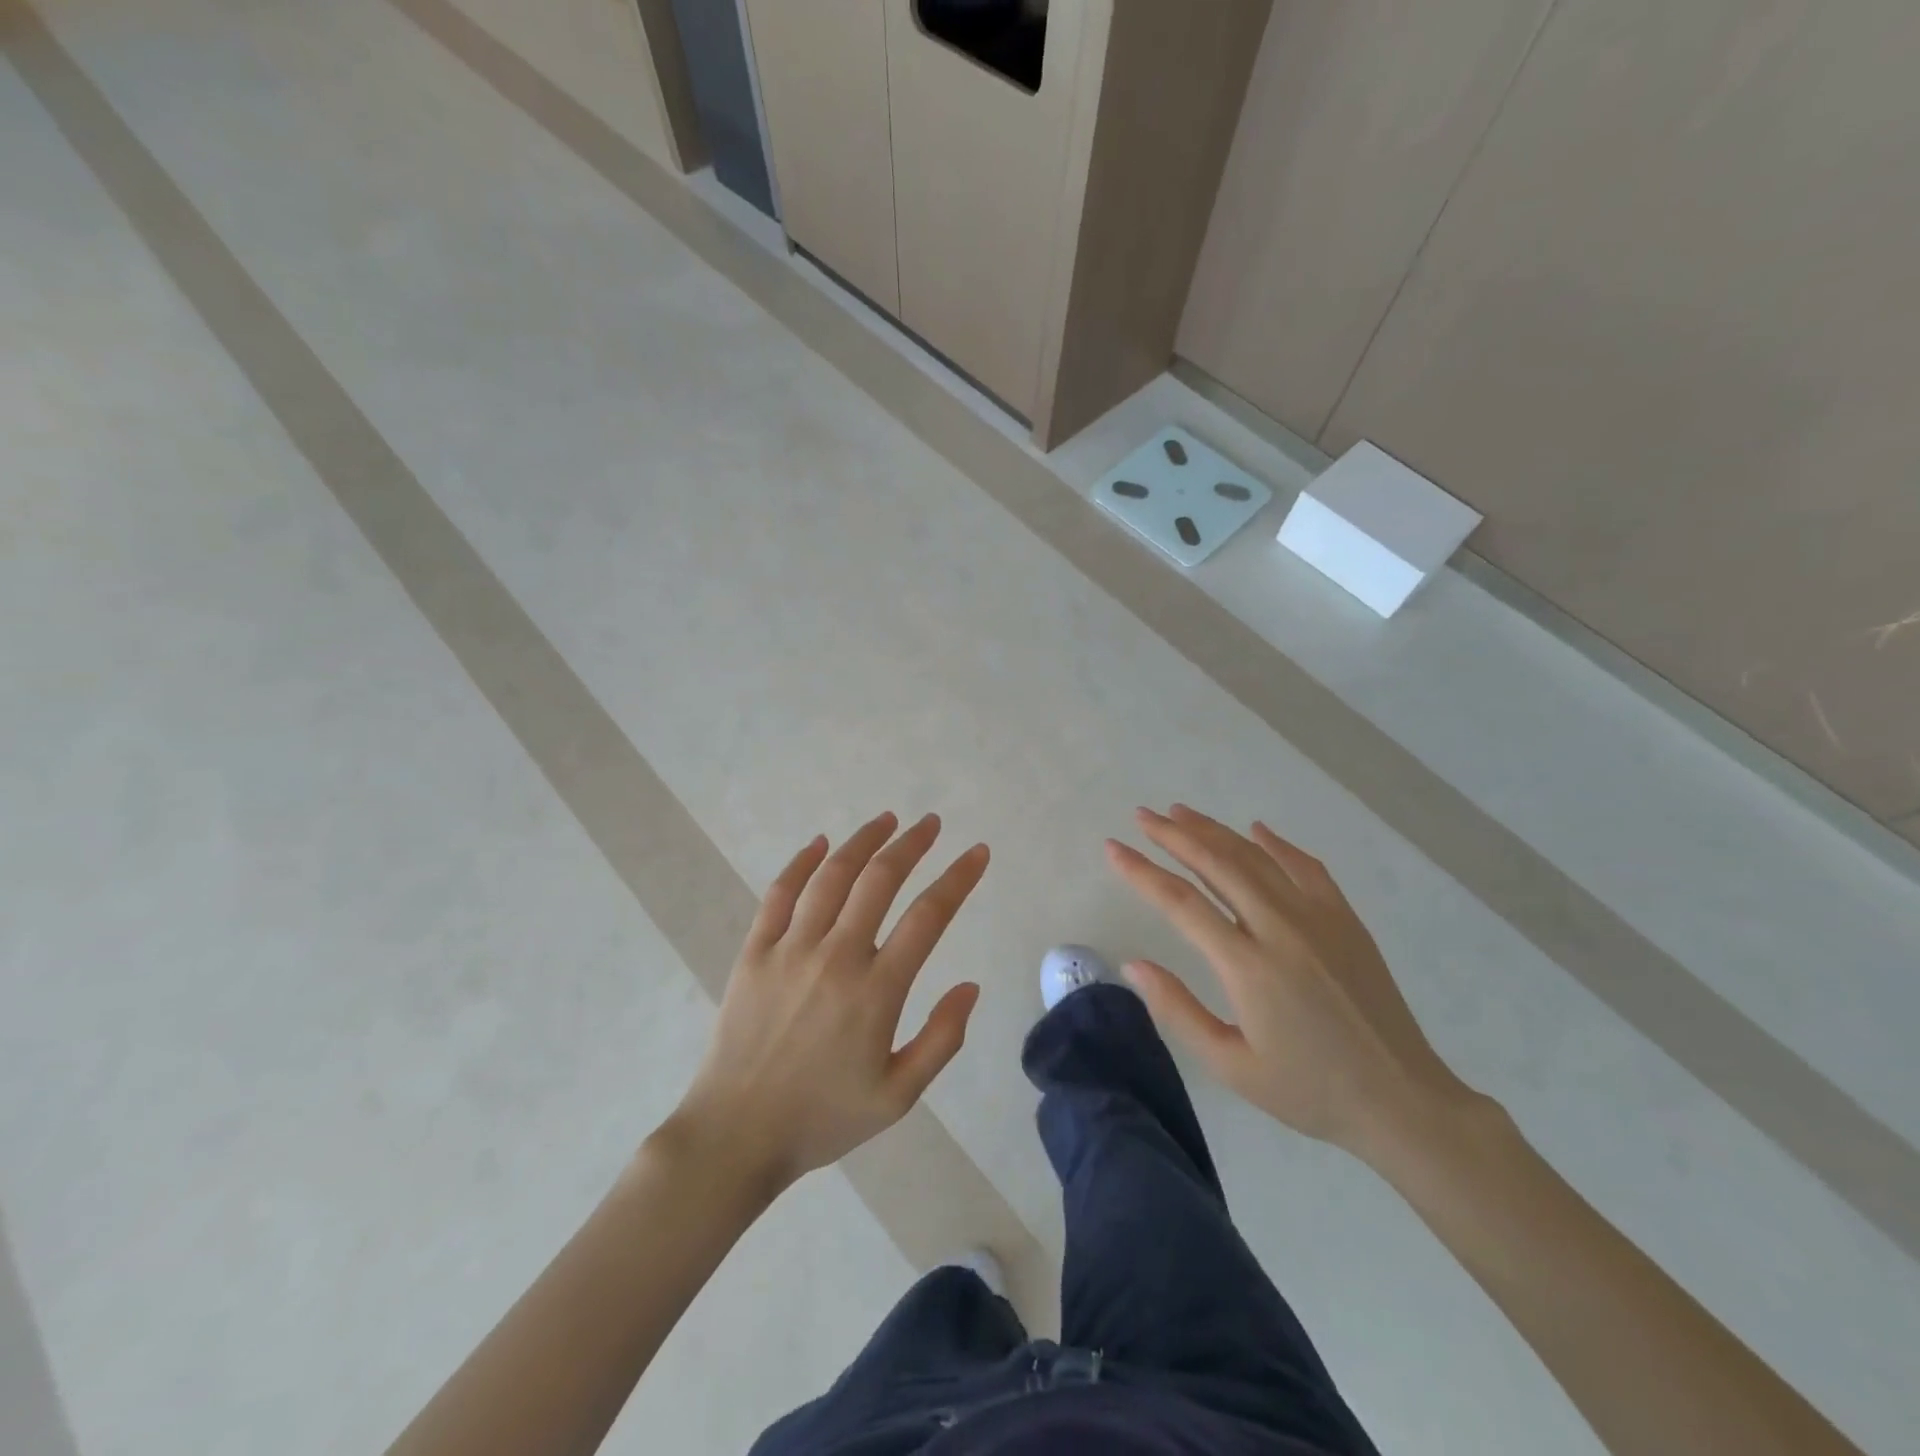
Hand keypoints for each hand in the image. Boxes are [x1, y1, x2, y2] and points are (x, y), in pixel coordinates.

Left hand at [672, 813, 989, 1195]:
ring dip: (863, 841)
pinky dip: (801, 863)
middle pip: (880, 880)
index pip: (928, 917)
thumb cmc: (823, 1118)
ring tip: (887, 820)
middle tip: (931, 824)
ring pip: (832, 877)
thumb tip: (970, 985)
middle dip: (911, 845)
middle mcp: (835, 957)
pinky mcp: (754, 953)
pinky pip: (779, 895)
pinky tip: (819, 844)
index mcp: (876, 991)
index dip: (958, 878)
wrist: (736, 1137)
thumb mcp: (898, 1097)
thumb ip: (941, 1039)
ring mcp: (790, 950)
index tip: (977, 853)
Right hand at [1107, 805, 1479, 1165]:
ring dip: (1215, 831)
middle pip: (1217, 864)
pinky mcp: (1345, 920)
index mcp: (1248, 966)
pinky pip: (1306, 867)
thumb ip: (1178, 1010)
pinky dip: (1276, 844)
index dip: (1142, 871)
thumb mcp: (1232, 1066)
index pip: (1181, 903)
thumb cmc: (1308, 1090)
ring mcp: (1318, 919)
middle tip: (1142, 816)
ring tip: (1181, 812)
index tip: (1113, 848)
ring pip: (1256, 858)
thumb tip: (1133, 964)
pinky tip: (1256, 830)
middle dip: (1174, 835)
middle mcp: (1280, 929)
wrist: (1401, 1100)